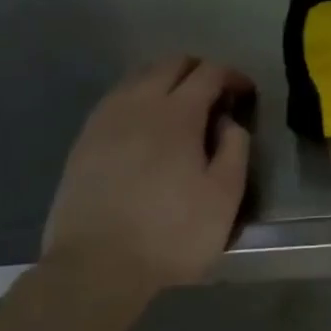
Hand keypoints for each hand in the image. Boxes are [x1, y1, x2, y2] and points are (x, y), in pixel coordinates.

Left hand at [43, 57, 252, 292]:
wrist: (96, 266)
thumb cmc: (172, 233)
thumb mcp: (224, 197)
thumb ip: (235, 149)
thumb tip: (229, 121)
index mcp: (177, 114)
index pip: (209, 73)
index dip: (232, 76)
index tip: (246, 93)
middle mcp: (139, 104)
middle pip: (171, 64)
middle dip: (200, 70)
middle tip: (217, 96)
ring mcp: (106, 119)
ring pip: (139, 76)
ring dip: (167, 80)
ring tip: (182, 107)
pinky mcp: (84, 140)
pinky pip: (117, 98)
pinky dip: (139, 97)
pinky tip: (145, 125)